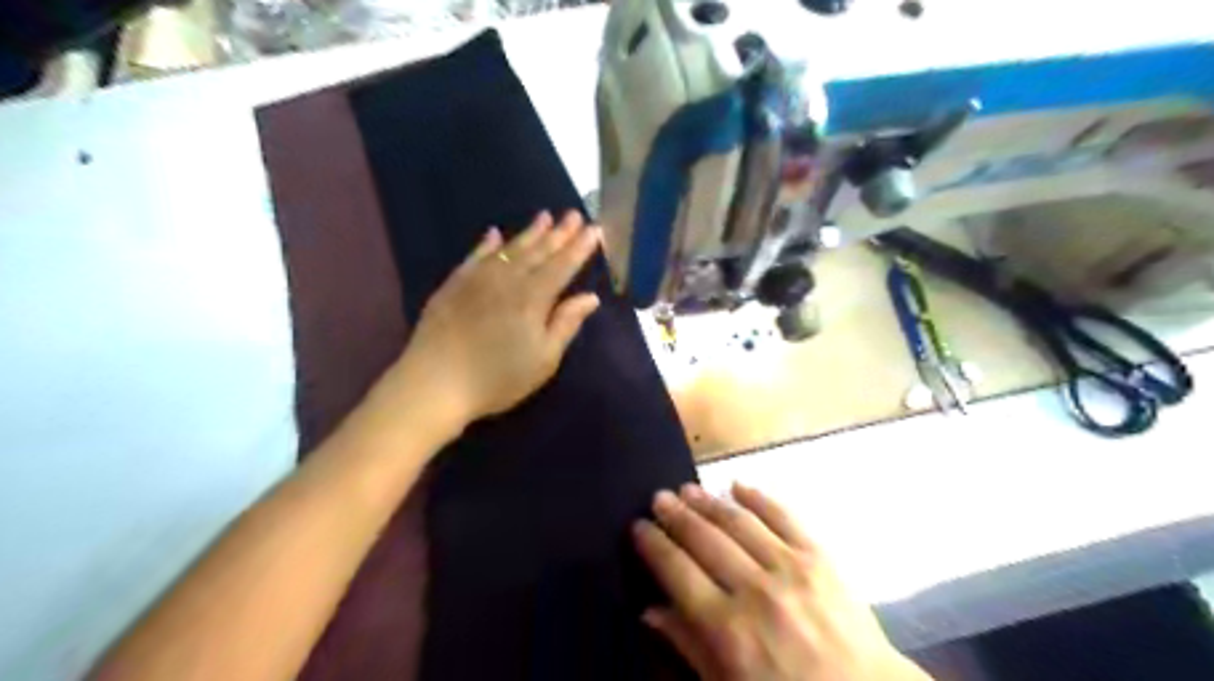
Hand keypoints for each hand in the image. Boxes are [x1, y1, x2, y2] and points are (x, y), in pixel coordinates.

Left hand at [375, 211, 601, 429]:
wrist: (435, 382)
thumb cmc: (497, 378)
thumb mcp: (543, 359)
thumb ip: (566, 324)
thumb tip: (591, 297)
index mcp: (533, 297)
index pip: (562, 266)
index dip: (580, 247)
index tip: (595, 229)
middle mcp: (507, 279)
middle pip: (539, 251)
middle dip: (559, 233)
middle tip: (574, 214)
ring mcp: (478, 278)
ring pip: (509, 248)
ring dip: (530, 232)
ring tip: (545, 216)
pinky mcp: (454, 284)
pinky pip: (475, 256)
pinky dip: (488, 244)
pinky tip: (494, 234)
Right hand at [636, 483, 931, 680]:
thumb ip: (688, 648)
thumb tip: (650, 610)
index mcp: (727, 629)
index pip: (676, 572)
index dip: (653, 545)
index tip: (638, 526)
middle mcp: (754, 590)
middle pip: (704, 540)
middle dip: (676, 516)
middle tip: (658, 498)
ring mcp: (789, 568)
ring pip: (738, 522)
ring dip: (709, 502)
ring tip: (687, 489)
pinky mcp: (819, 557)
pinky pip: (783, 516)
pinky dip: (758, 497)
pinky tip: (738, 485)